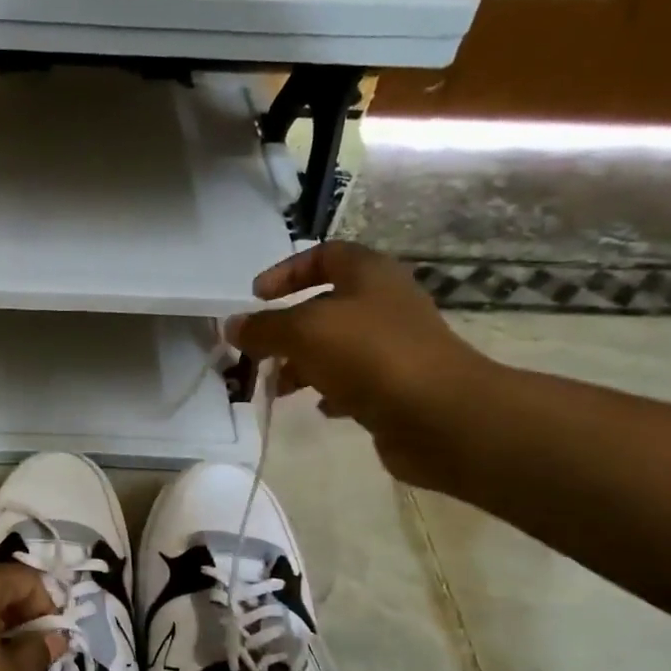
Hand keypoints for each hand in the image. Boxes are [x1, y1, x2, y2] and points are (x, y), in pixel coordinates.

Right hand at [227, 243, 492, 487]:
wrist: (438, 415)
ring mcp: (394, 347)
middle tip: (258, 350)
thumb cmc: (369, 356)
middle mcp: (385, 304)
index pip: (325, 255)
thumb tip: (232, 326)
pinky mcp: (398, 386)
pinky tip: (318, 407)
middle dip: (287, 328)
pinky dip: (331, 391)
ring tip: (278, 386)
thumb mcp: (304, 332)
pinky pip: (355, 382)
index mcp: (369, 275)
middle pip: (326, 306)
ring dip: (303, 363)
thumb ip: (263, 328)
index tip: (256, 296)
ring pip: (337, 347)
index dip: (287, 271)